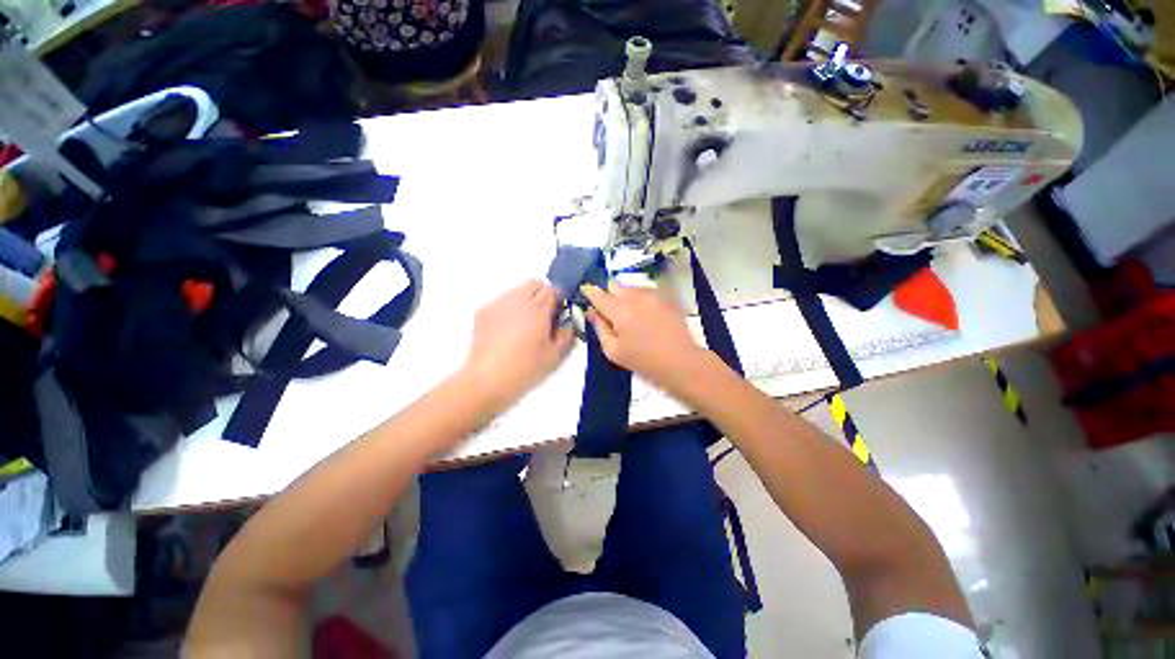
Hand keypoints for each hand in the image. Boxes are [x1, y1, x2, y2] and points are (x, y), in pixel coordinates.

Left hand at [461, 279, 574, 410]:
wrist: (487, 380)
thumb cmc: (526, 369)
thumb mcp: (555, 356)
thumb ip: (567, 336)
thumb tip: (567, 324)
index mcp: (537, 309)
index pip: (553, 290)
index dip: (559, 300)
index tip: (559, 315)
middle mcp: (517, 300)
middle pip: (534, 283)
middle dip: (542, 295)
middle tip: (543, 317)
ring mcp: (498, 304)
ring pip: (516, 290)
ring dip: (525, 301)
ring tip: (524, 325)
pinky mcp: (483, 312)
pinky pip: (501, 301)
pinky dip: (509, 309)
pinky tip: (506, 331)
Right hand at [581, 282, 707, 391]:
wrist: (680, 361)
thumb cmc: (643, 361)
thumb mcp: (613, 350)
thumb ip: (599, 328)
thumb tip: (591, 312)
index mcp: (620, 310)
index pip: (598, 294)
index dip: (589, 291)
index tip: (585, 291)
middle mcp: (636, 297)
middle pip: (615, 284)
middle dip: (609, 294)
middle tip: (610, 311)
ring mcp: (653, 295)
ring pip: (631, 287)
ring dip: (625, 296)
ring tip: (630, 315)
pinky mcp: (666, 298)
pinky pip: (646, 292)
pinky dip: (640, 299)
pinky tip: (645, 315)